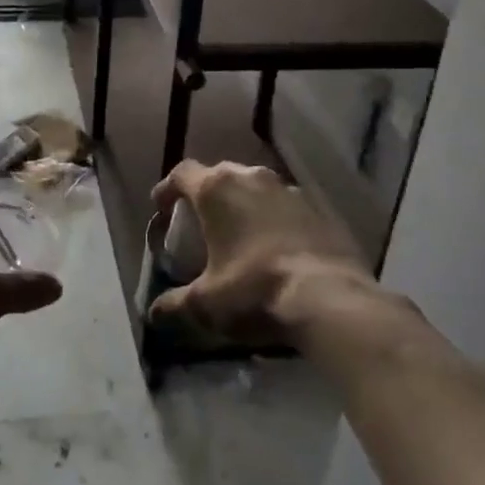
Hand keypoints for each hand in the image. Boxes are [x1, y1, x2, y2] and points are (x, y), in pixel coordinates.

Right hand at [148, 161, 372, 343]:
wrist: (330, 300)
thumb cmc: (255, 290)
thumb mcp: (205, 303)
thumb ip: (174, 304)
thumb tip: (154, 312)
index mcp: (217, 189)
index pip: (182, 173)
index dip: (168, 189)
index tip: (162, 208)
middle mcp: (252, 178)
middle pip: (220, 174)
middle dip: (207, 194)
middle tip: (201, 222)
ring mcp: (291, 190)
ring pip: (257, 188)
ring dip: (245, 204)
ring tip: (241, 234)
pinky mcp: (321, 209)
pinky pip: (288, 207)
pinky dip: (276, 220)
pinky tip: (278, 247)